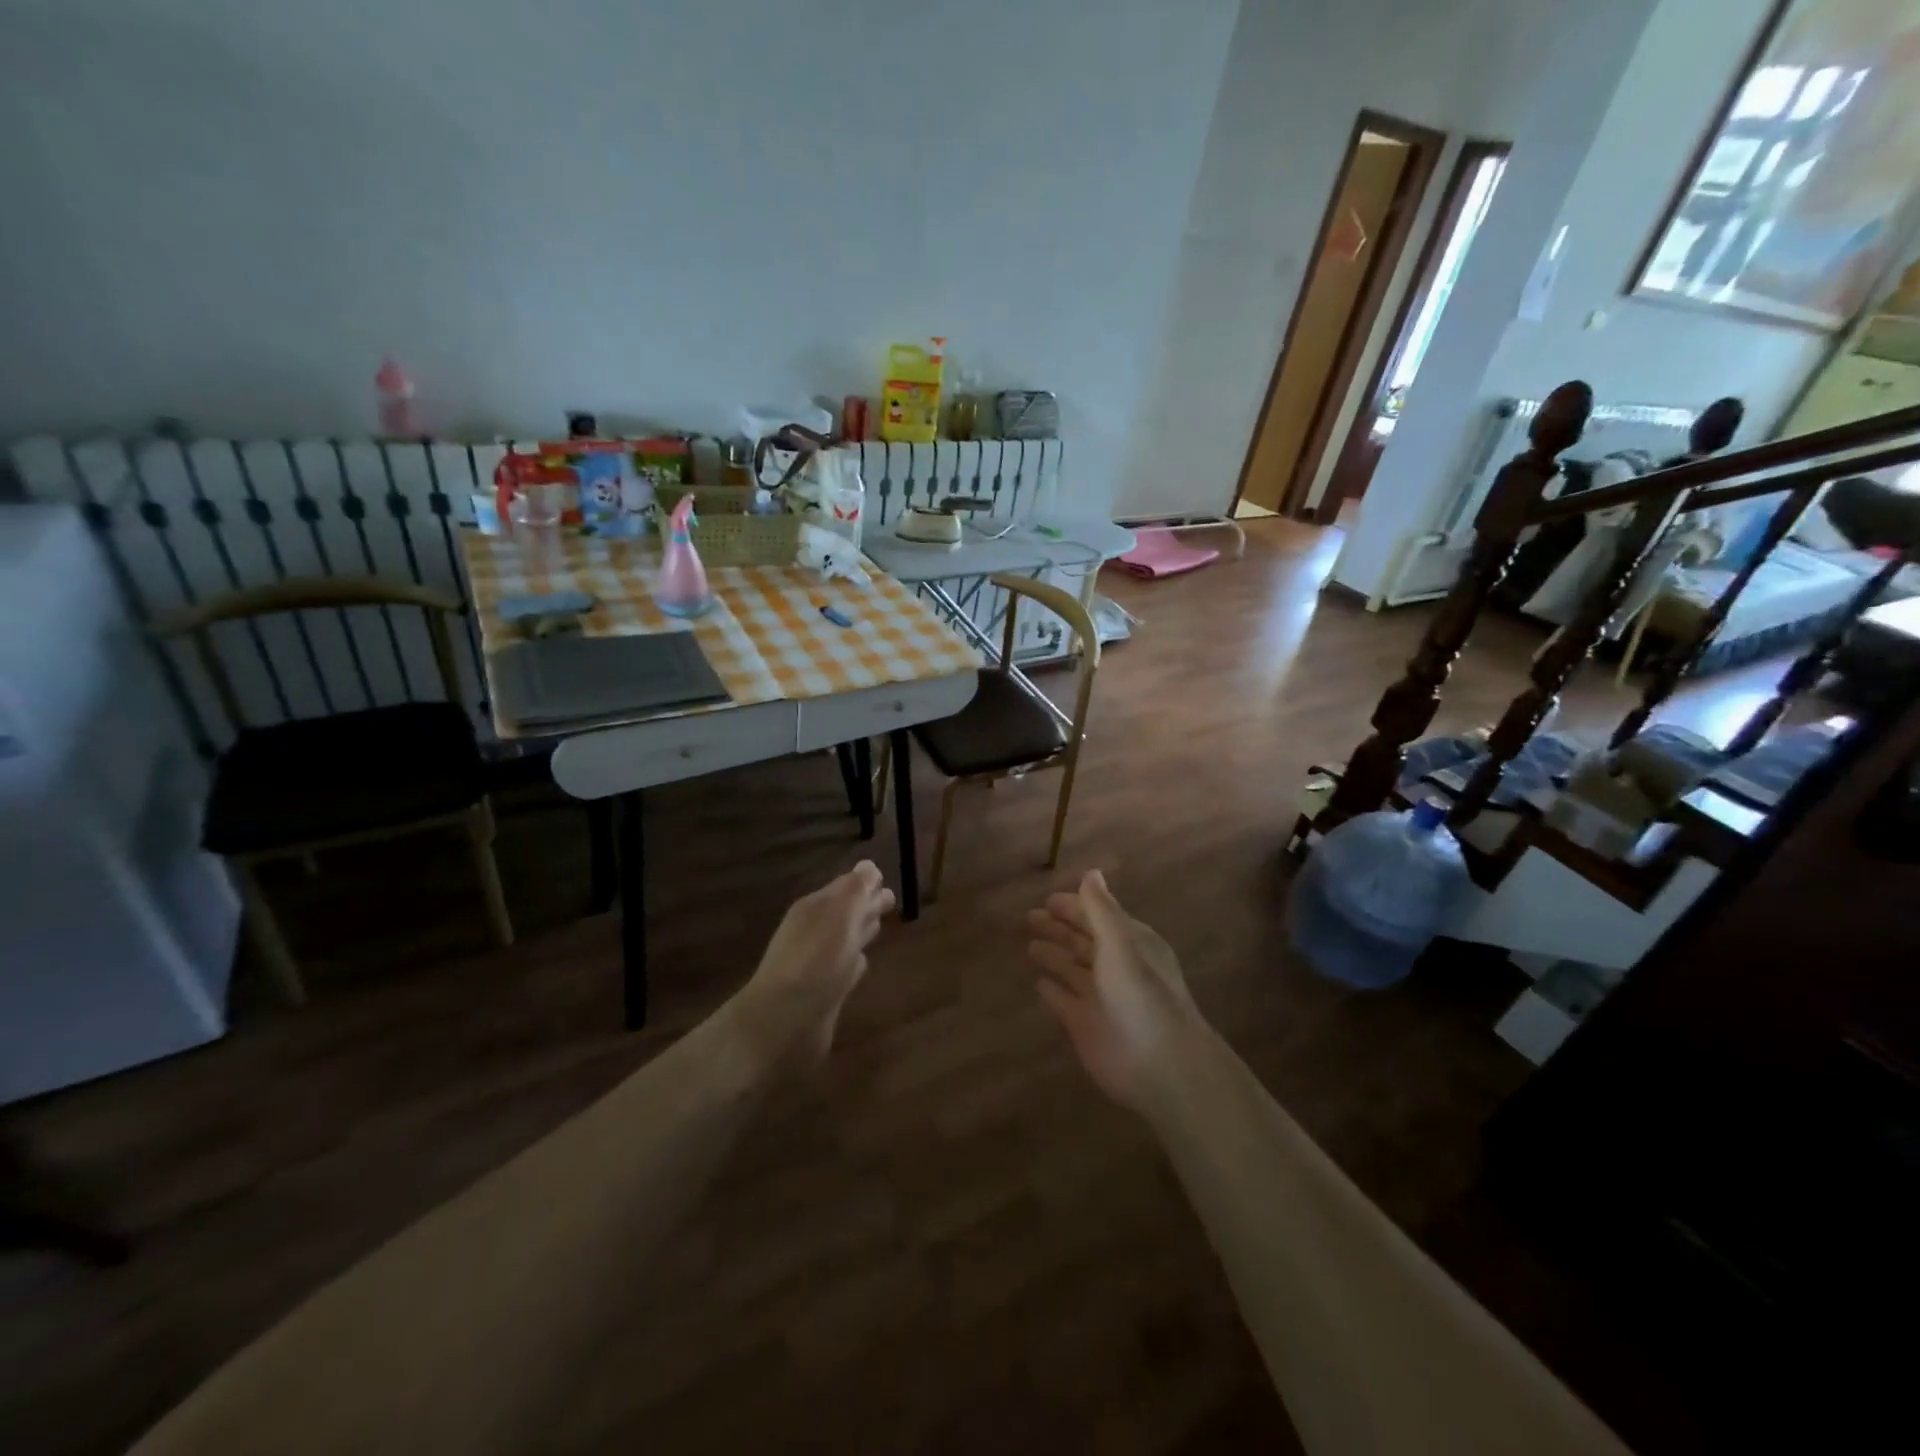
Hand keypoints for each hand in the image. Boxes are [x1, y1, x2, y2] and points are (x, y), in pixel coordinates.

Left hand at [731, 860, 894, 1069]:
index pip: (845, 887)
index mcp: (815, 908)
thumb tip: (868, 867)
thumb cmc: (816, 960)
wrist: (784, 1021)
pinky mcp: (824, 994)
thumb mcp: (840, 914)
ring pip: (845, 940)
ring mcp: (818, 964)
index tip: (887, 880)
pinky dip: (854, 964)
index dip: (866, 882)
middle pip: (846, 912)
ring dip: (861, 931)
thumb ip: (856, 890)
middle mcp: (814, 932)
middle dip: (867, 905)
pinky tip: (863, 964)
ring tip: (880, 926)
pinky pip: (844, 970)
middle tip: (891, 901)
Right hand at [1026, 871, 1206, 1112]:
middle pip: (1083, 941)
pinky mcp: (1085, 1026)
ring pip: (1072, 970)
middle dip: (1059, 929)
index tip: (1047, 899)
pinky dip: (1053, 991)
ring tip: (1030, 945)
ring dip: (1054, 956)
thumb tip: (1091, 872)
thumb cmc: (1141, 997)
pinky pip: (1064, 1002)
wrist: (1160, 1066)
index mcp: (1131, 944)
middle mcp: (1116, 967)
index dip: (1074, 907)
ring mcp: (1100, 998)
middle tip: (1029, 917)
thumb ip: (1101, 910)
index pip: (1098, 917)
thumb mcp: (1121, 945)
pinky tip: (1038, 983)